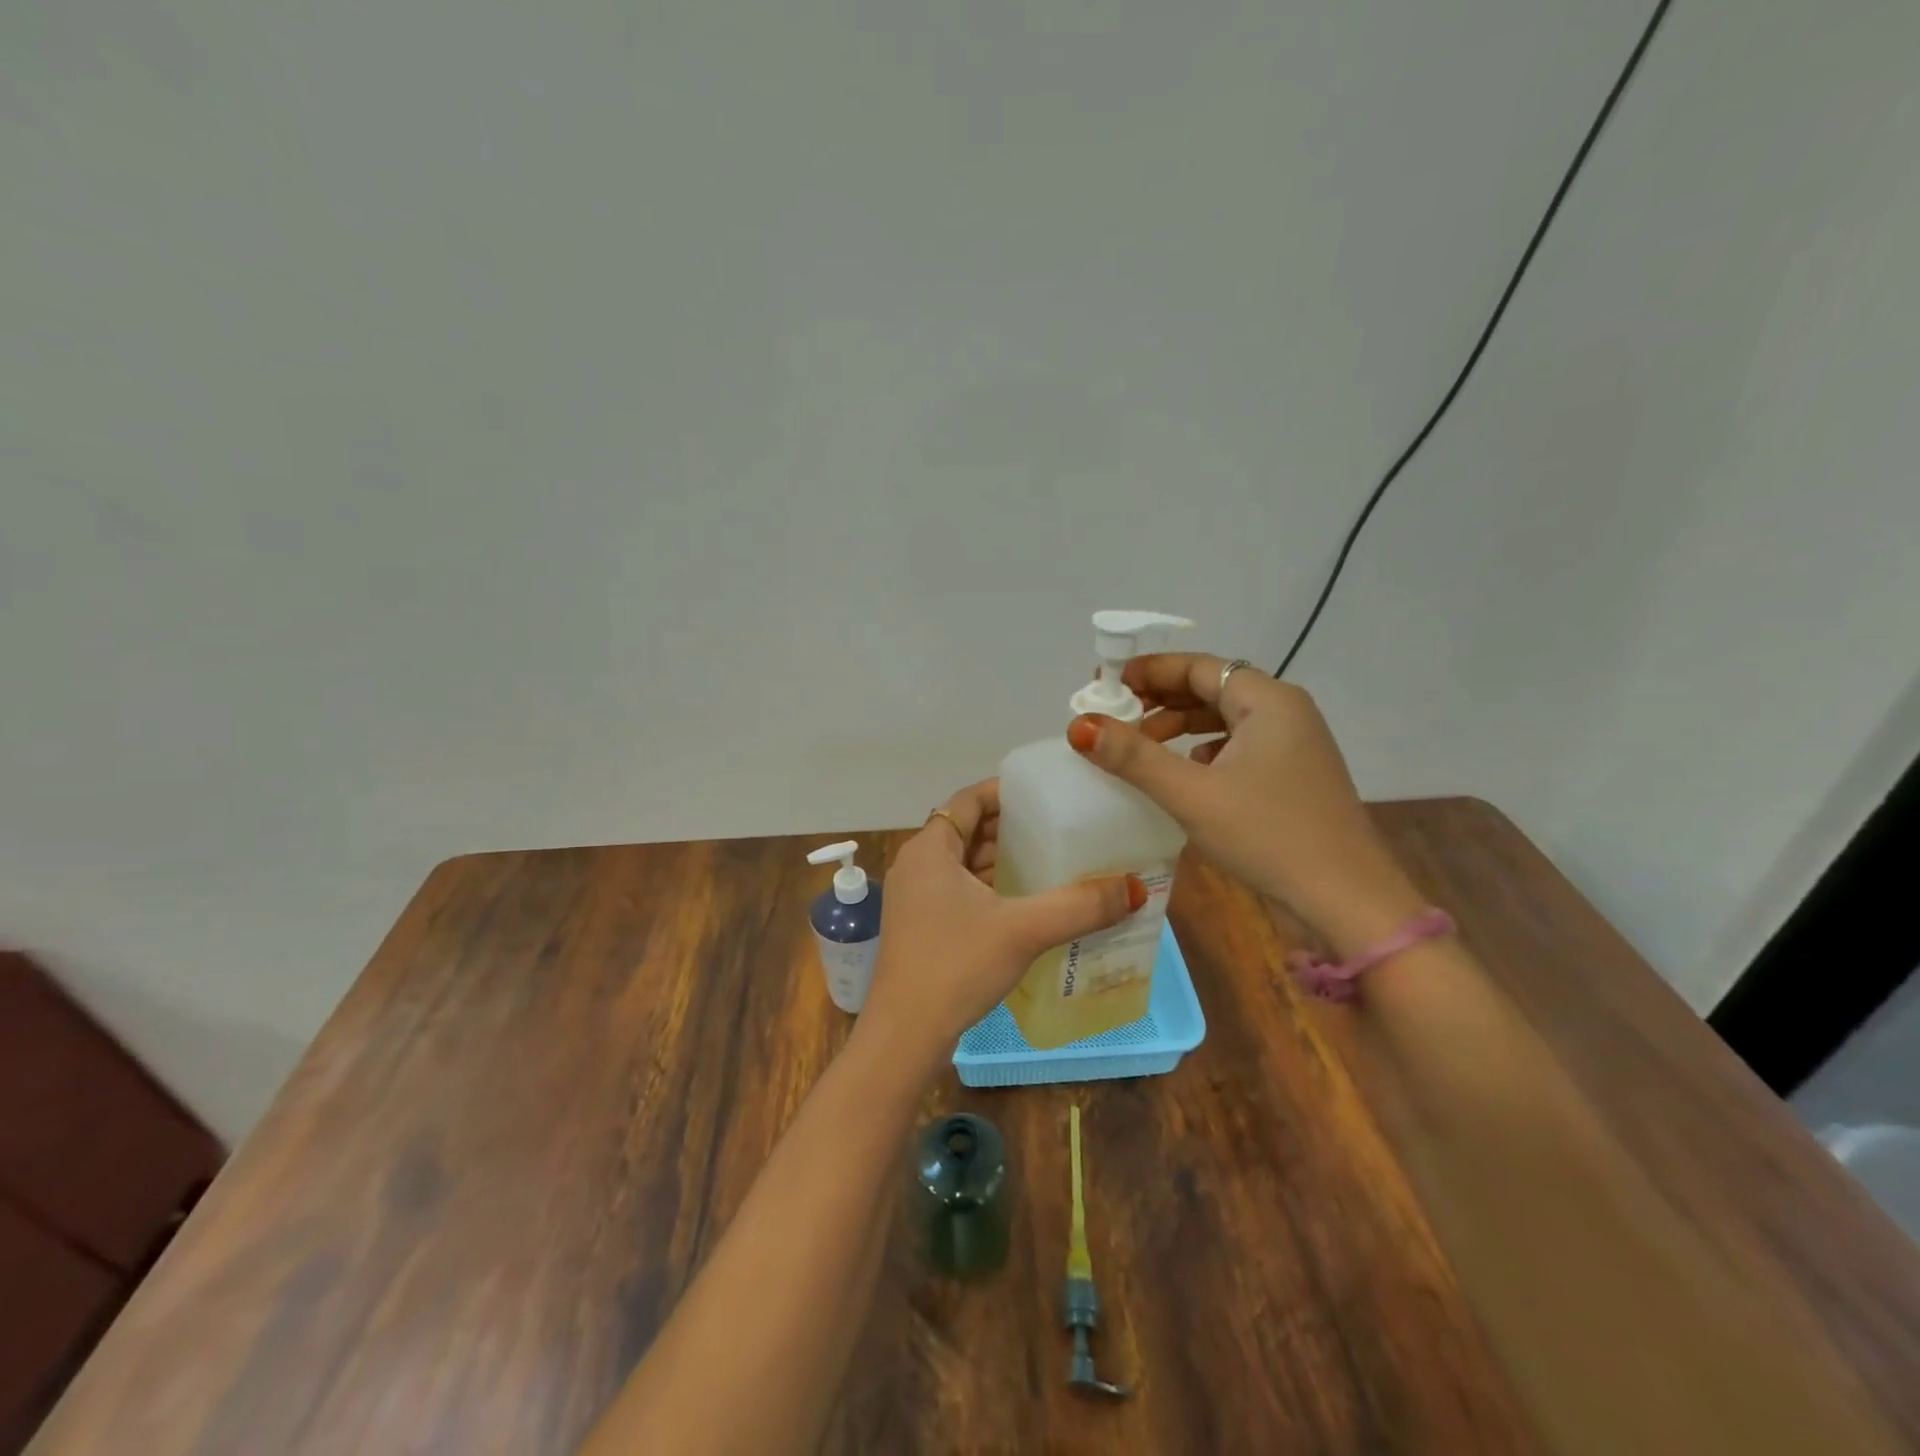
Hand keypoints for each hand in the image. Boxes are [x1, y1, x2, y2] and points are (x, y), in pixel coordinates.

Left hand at [859, 779, 1146, 1058]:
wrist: (905, 1035)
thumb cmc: (956, 966)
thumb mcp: (1023, 930)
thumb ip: (1079, 907)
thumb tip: (1135, 888)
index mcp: (930, 849)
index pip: (968, 800)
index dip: (1005, 792)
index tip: (1044, 795)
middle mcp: (917, 865)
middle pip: (967, 830)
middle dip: (1010, 828)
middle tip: (1058, 827)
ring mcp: (915, 898)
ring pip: (963, 864)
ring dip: (1001, 860)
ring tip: (1050, 861)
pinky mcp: (921, 926)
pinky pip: (959, 891)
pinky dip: (990, 888)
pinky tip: (1025, 903)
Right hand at [1067, 656, 1425, 957]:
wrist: (1347, 902)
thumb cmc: (1270, 836)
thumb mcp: (1193, 794)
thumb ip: (1133, 757)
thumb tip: (1079, 725)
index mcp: (1268, 701)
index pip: (1198, 666)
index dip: (1149, 671)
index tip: (1105, 685)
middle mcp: (1284, 713)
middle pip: (1211, 689)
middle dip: (1160, 700)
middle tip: (1114, 718)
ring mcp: (1292, 747)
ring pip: (1223, 721)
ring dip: (1179, 727)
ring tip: (1138, 747)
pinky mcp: (1291, 778)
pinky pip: (1237, 749)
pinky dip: (1202, 753)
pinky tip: (1181, 775)